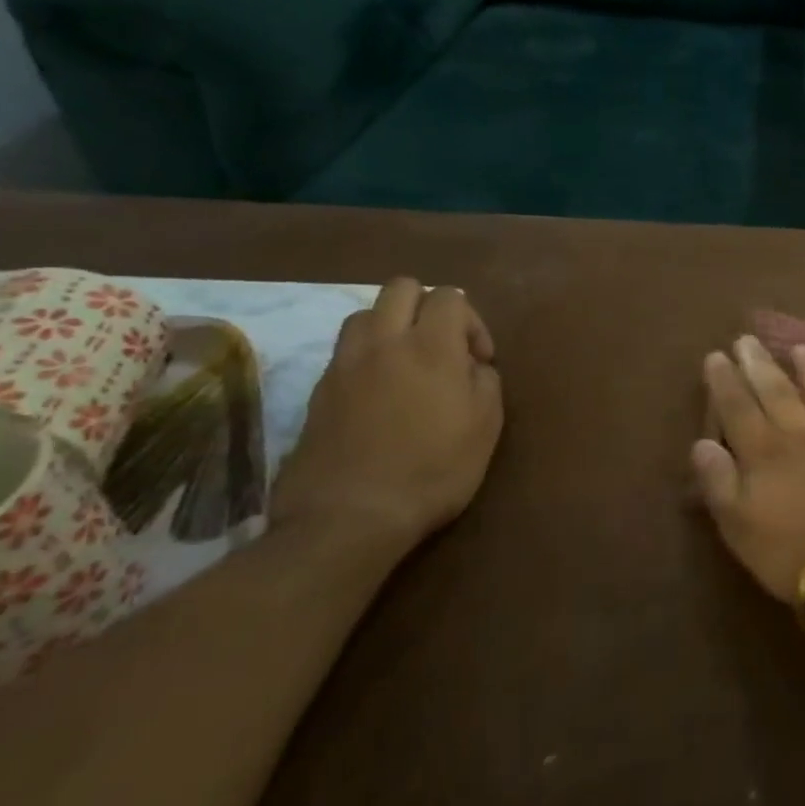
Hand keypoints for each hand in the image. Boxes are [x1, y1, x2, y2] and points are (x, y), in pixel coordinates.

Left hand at [273, 278, 503, 555]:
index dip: (472, 321)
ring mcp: (344, 366)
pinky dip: (367, 356)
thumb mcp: (486, 425)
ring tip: (408, 362)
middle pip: (401, 288)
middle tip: (443, 344)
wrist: (349, 517)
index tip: (480, 360)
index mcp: (431, 347)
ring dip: (391, 325)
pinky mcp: (318, 391)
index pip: (450, 297)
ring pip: (365, 314)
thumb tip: (472, 365)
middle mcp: (384, 343)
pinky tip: (380, 392)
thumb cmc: (434, 469)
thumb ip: (484, 380)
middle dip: (428, 305)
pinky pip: (345, 351)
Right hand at [692, 335, 804, 607]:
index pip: (738, 410)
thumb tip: (701, 444)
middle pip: (778, 393)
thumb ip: (719, 483)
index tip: (717, 355)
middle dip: (760, 365)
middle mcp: (804, 435)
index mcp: (766, 454)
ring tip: (800, 348)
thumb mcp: (740, 528)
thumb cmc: (796, 553)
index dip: (725, 382)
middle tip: (748, 339)